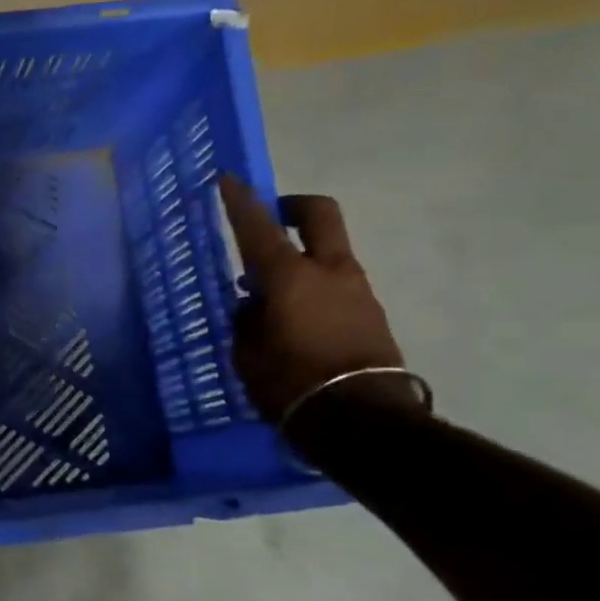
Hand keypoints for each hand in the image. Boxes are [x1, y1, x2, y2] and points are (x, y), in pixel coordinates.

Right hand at [216, 176, 417, 425]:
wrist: (362, 421)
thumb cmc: (290, 384)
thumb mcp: (248, 354)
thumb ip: (247, 320)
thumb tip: (254, 305)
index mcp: (290, 277)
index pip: (259, 227)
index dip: (240, 201)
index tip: (227, 179)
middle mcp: (329, 272)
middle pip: (320, 214)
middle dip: (294, 207)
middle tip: (272, 217)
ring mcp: (357, 290)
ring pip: (328, 254)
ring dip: (301, 259)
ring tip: (270, 297)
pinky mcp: (371, 314)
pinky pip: (336, 286)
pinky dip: (313, 289)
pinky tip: (294, 322)